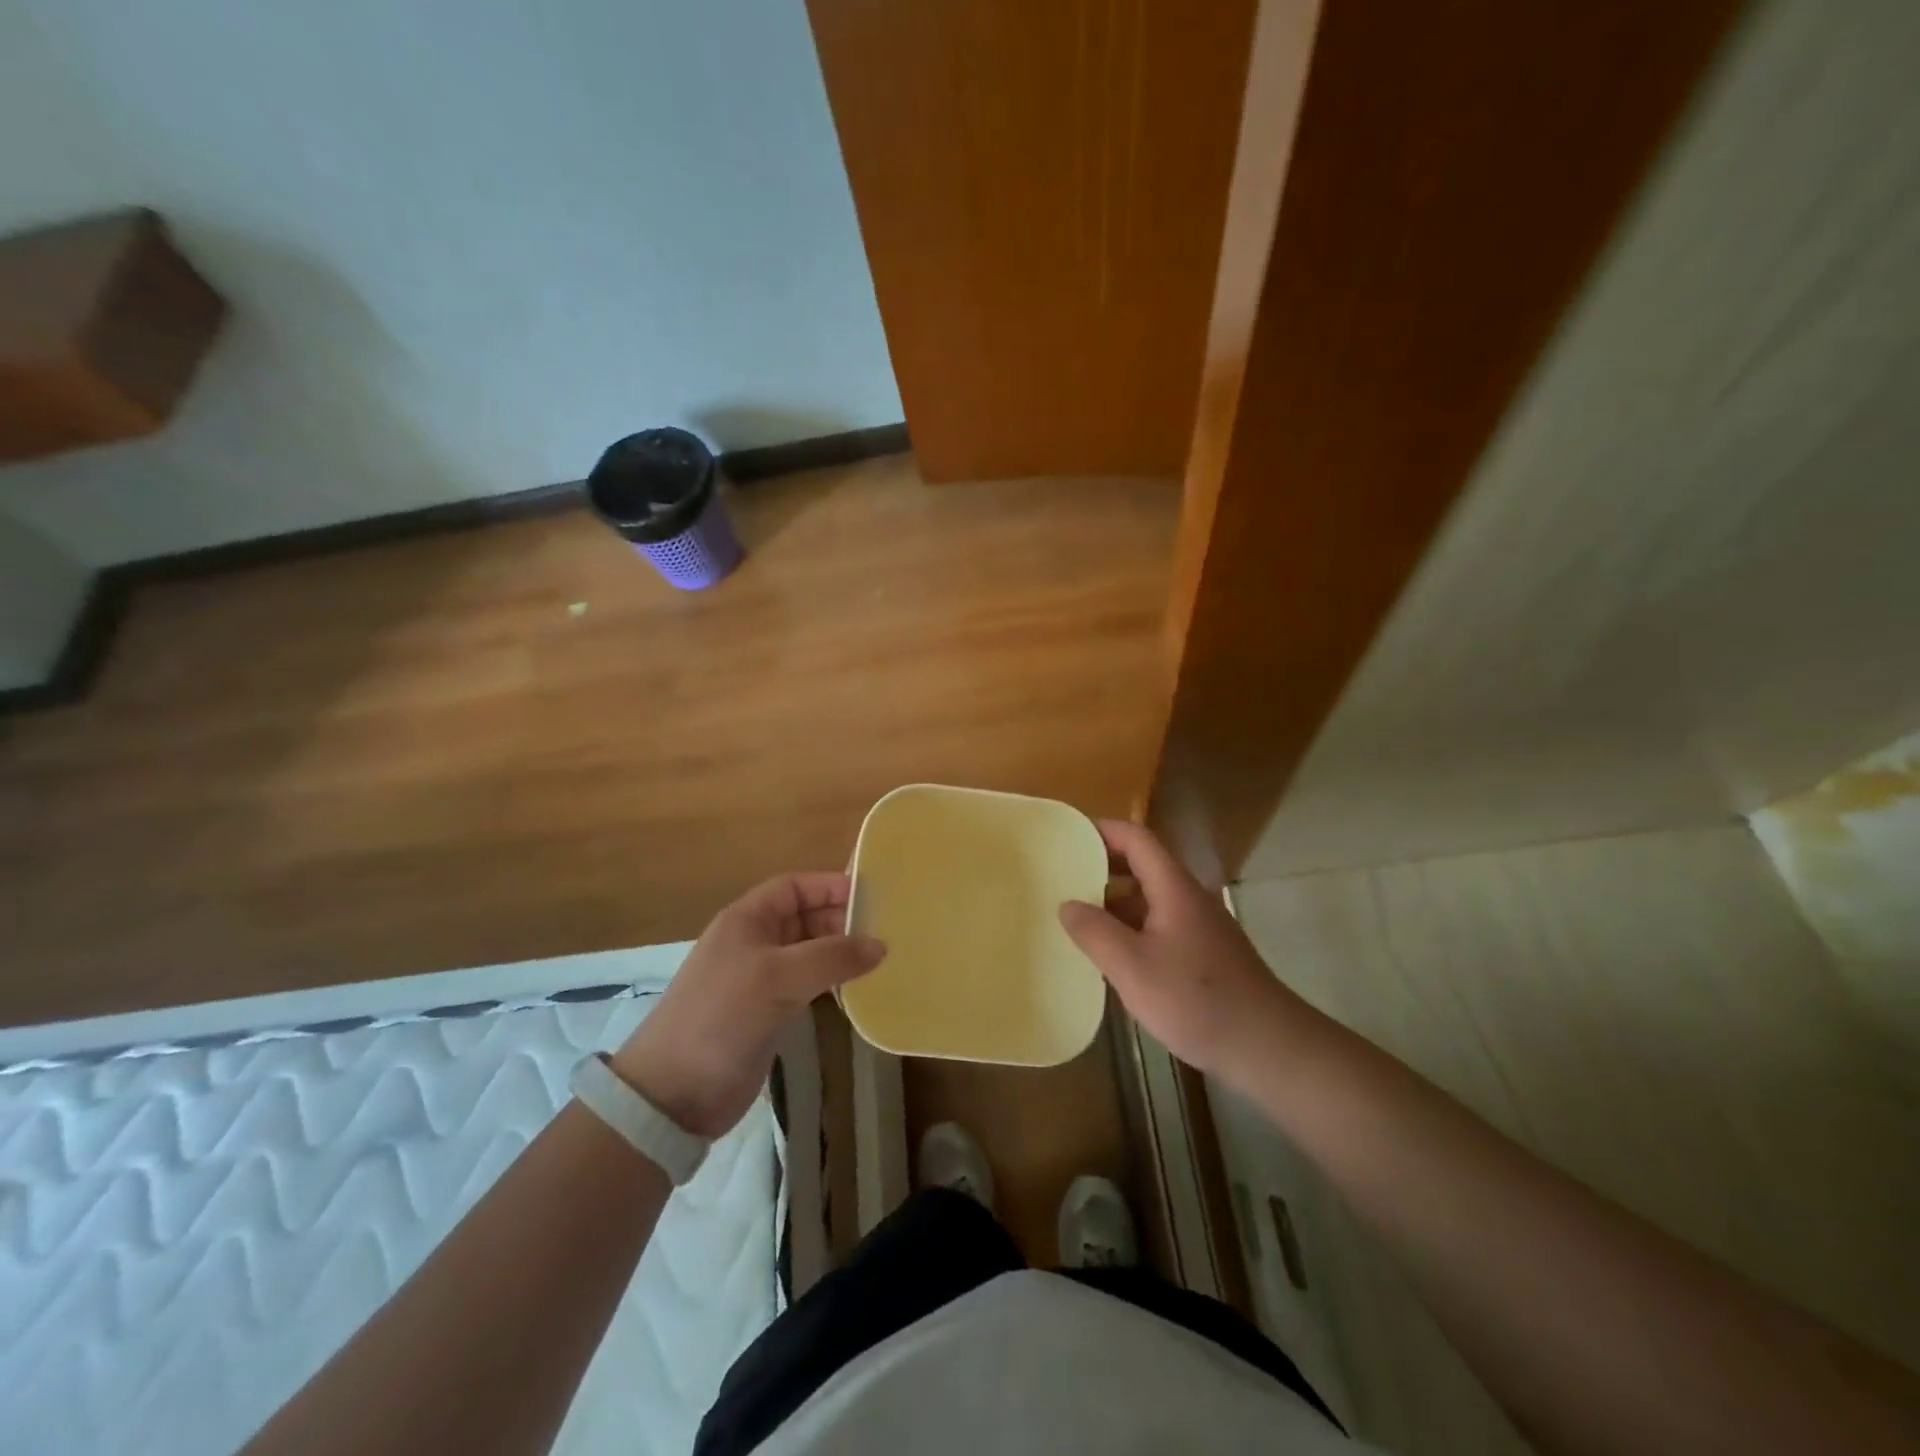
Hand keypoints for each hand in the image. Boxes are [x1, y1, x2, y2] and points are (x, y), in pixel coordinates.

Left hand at [612, 873, 884, 1138]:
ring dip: (840, 953)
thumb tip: (880, 945)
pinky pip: (807, 984)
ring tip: (880, 959)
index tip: (871, 896)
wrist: (674, 1093)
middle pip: (804, 917)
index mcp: (747, 920)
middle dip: (841, 919)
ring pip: (808, 952)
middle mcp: (753, 942)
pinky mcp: (767, 1013)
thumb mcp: (779, 977)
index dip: (829, 886)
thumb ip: (832, 956)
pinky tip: (856, 989)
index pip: (794, 887)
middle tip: (884, 931)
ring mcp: (760, 979)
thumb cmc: (723, 1016)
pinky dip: (831, 981)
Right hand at [1059, 819, 1316, 1080]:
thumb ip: (1095, 933)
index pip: (1137, 839)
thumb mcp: (1133, 968)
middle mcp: (1188, 899)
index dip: (1103, 830)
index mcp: (1173, 888)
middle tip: (1062, 876)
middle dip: (1103, 866)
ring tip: (1076, 916)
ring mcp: (1199, 928)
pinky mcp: (1204, 955)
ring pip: (1149, 900)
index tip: (1069, 834)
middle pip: (1143, 866)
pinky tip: (1110, 956)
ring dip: (1114, 902)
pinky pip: (1158, 927)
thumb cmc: (1197, 1000)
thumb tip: (1067, 904)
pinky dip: (1130, 929)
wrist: (1268, 1047)